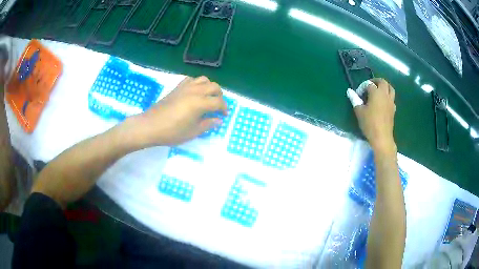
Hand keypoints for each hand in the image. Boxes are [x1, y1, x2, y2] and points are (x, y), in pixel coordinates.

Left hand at [124, 76, 226, 146]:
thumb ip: (208, 124)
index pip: (218, 102)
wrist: (151, 126)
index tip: (224, 115)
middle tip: (217, 106)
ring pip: (203, 79)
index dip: (224, 108)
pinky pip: (191, 79)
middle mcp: (195, 91)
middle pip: (214, 86)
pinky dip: (197, 83)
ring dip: (209, 87)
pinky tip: (194, 92)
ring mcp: (185, 87)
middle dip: (219, 95)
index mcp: (200, 103)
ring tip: (207, 97)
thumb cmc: (172, 132)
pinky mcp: (177, 87)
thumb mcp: (192, 132)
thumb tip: (218, 120)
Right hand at [349, 78, 396, 153]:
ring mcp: (391, 102)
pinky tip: (383, 103)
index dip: (362, 87)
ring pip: (390, 88)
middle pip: (382, 82)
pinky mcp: (393, 109)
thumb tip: (349, 91)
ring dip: (384, 87)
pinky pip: (392, 98)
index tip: (358, 95)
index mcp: (376, 92)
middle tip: (370, 86)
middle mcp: (385, 94)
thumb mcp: (359, 111)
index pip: (369, 84)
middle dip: (376, 81)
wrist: (382, 138)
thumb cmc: (370, 123)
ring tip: (378, 92)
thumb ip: (355, 100)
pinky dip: (387, 96)